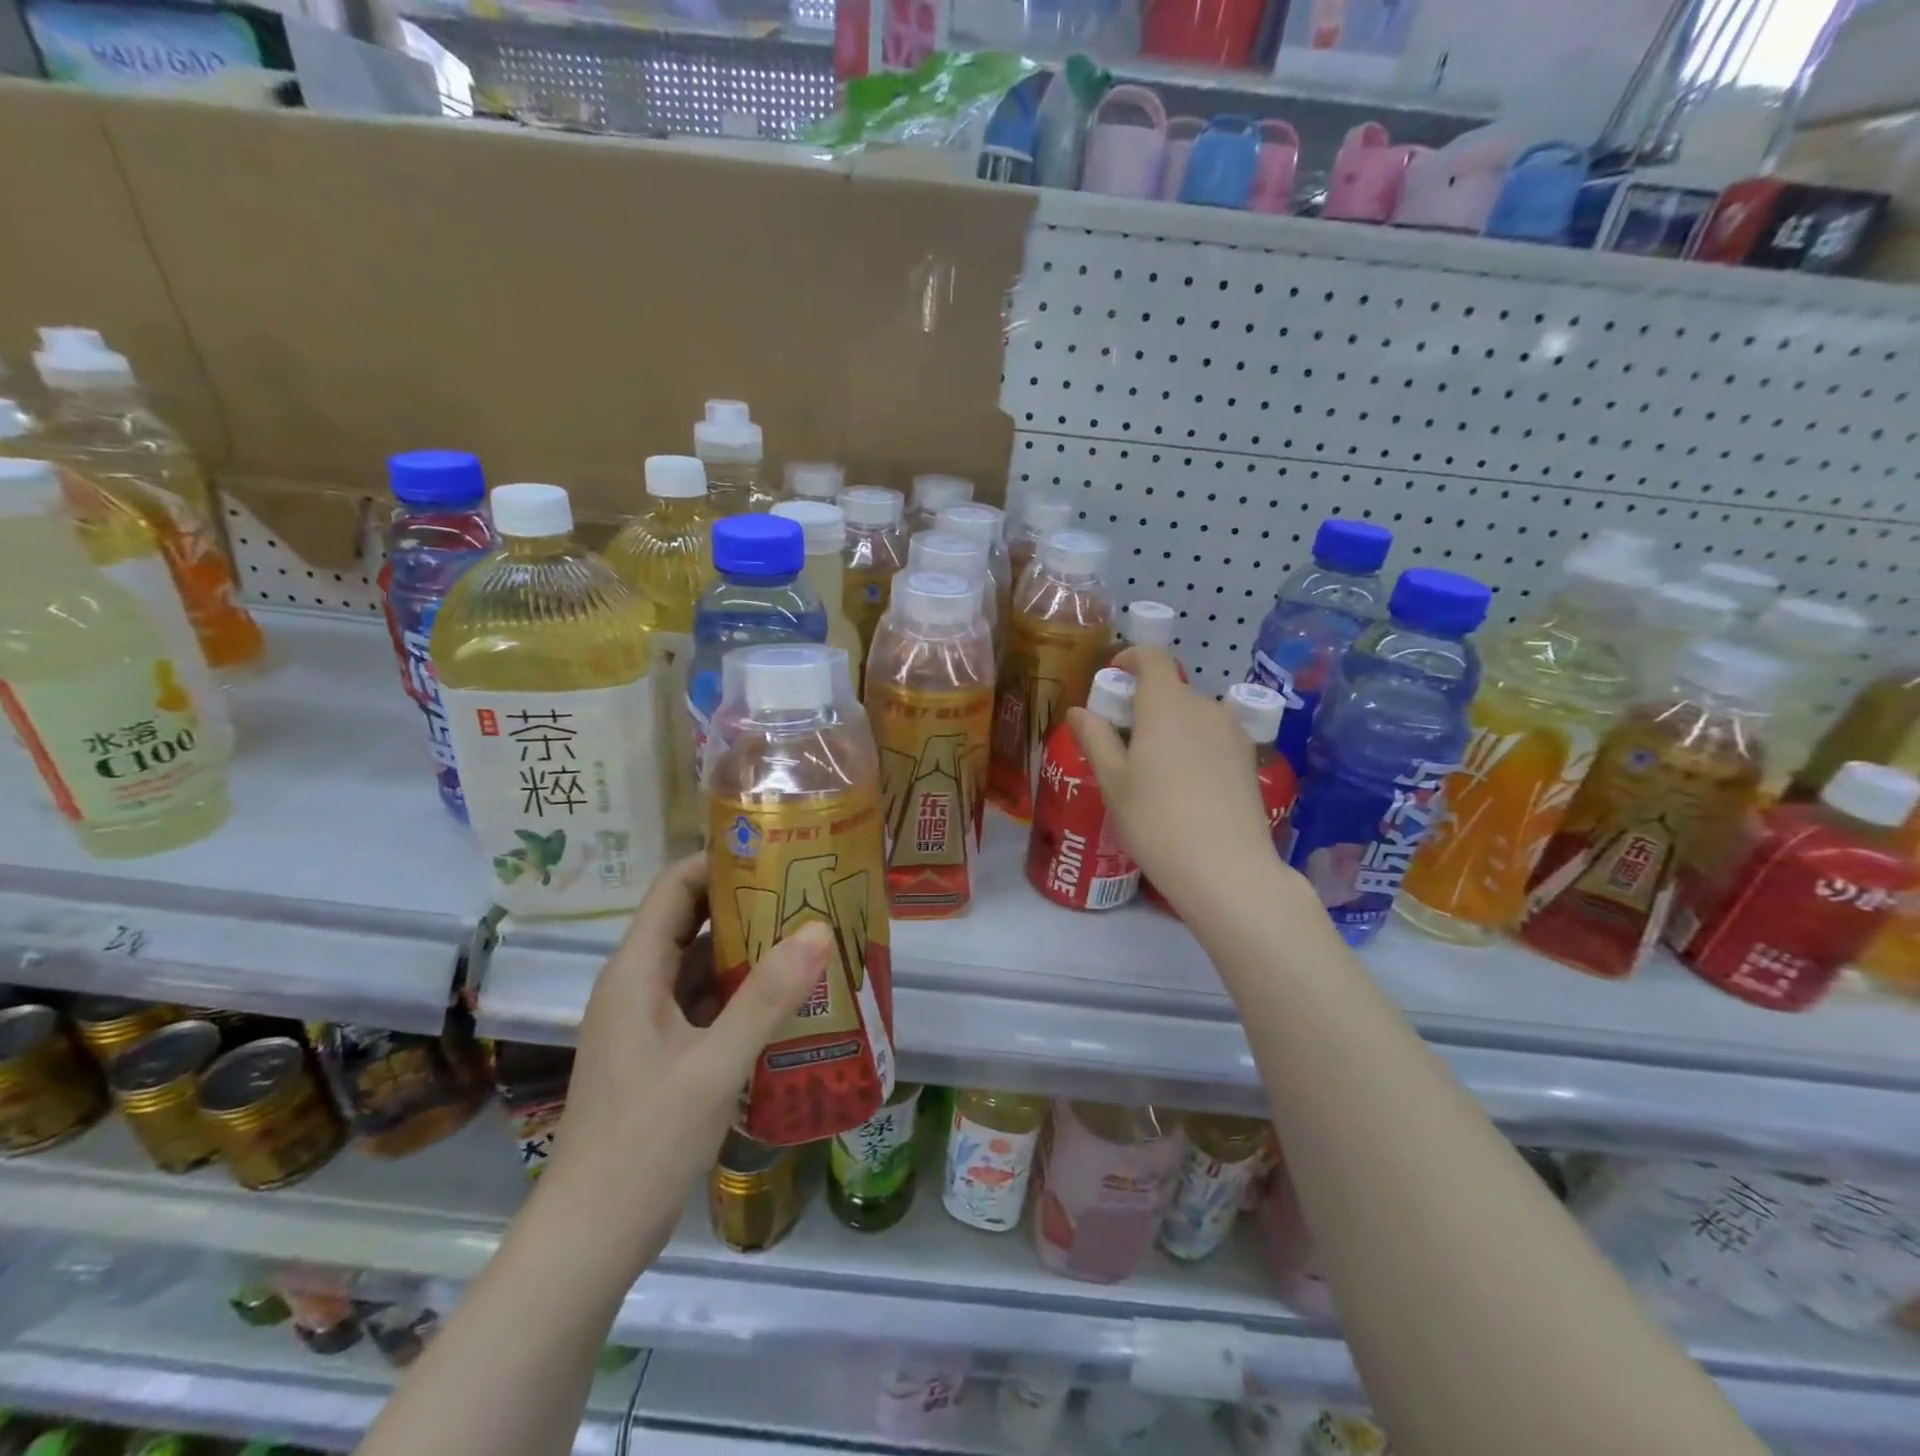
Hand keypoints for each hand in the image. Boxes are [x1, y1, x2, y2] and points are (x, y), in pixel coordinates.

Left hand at [539, 854, 831, 1280]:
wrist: (590, 1239)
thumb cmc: (644, 1143)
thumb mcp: (714, 1066)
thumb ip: (767, 997)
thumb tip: (819, 928)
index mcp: (635, 971)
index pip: (676, 887)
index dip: (722, 861)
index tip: (779, 852)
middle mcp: (637, 984)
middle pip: (691, 920)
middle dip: (747, 902)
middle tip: (808, 891)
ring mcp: (649, 1021)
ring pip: (699, 964)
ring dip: (749, 949)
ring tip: (809, 935)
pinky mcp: (663, 1052)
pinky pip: (705, 1002)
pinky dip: (742, 992)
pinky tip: (788, 997)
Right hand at [1070, 647, 1287, 916]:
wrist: (1226, 869)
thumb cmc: (1155, 820)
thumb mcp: (1113, 781)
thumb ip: (1095, 738)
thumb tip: (1078, 711)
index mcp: (1166, 704)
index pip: (1152, 658)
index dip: (1131, 658)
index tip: (1113, 676)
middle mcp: (1204, 707)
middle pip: (1171, 690)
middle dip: (1144, 703)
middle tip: (1122, 739)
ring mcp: (1232, 733)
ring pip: (1193, 716)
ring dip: (1170, 727)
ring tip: (1152, 768)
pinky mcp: (1249, 760)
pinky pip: (1213, 738)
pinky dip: (1193, 746)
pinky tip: (1183, 785)